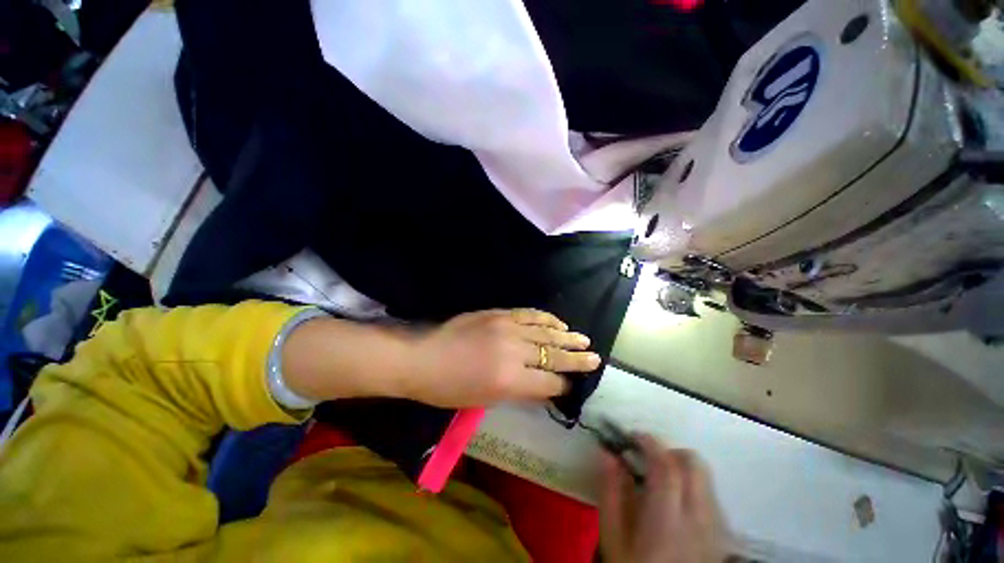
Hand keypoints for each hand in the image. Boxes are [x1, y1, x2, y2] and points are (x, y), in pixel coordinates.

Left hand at [404, 309, 600, 407]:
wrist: (423, 356)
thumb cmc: (449, 388)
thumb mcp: (486, 400)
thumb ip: (519, 391)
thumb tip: (544, 385)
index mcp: (510, 380)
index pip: (549, 382)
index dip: (563, 385)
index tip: (572, 385)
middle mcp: (514, 351)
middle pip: (554, 355)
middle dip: (577, 358)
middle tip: (595, 358)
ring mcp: (507, 328)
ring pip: (545, 332)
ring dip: (566, 336)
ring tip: (583, 339)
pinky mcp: (499, 314)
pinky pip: (529, 314)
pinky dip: (546, 318)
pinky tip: (557, 322)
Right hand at [599, 435, 725, 562]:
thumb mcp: (612, 537)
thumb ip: (610, 492)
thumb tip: (607, 453)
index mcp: (667, 522)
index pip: (666, 467)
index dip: (649, 442)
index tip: (633, 435)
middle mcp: (699, 521)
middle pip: (694, 464)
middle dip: (669, 450)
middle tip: (647, 456)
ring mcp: (716, 529)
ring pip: (706, 477)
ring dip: (681, 466)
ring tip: (659, 478)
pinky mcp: (723, 536)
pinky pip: (711, 495)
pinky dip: (693, 484)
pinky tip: (675, 500)